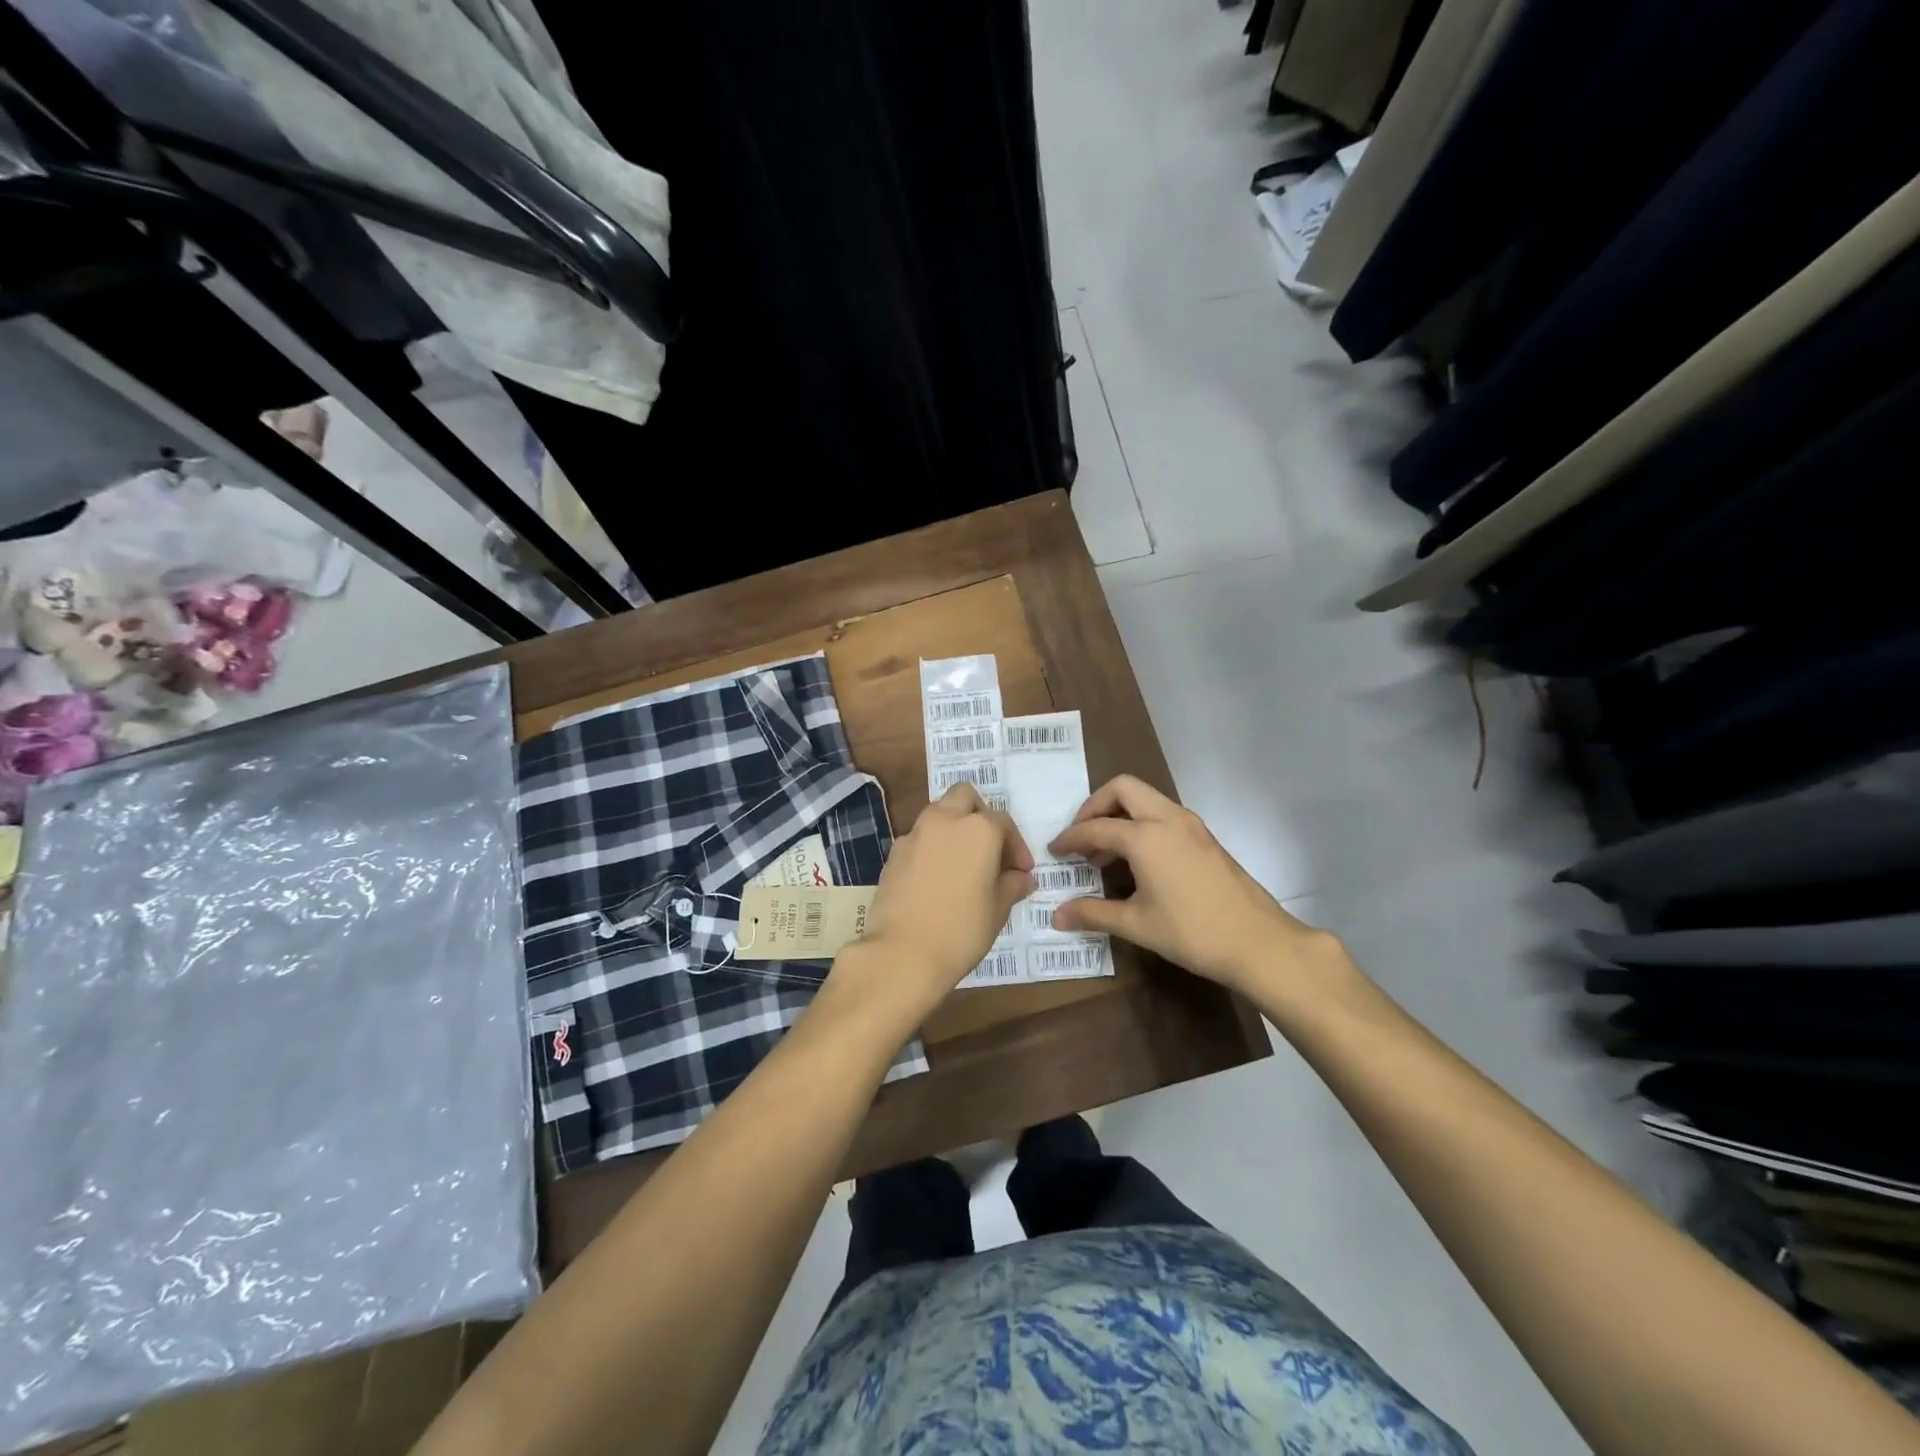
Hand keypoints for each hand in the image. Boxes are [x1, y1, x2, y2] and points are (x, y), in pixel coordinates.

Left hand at [829, 783, 1035, 1023]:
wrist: (902, 953)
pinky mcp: (893, 853)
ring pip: (938, 812)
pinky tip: (937, 877)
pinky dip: (932, 846)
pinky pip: (919, 837)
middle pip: (964, 796)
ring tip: (964, 862)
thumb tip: (1021, 878)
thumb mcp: (998, 909)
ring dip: (954, 826)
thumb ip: (1012, 885)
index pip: (1003, 822)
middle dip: (980, 814)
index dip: (1016, 846)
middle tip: (990, 848)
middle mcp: (945, 821)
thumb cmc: (961, 930)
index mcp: (978, 829)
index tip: (1021, 872)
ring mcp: (915, 834)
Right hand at [1048, 775, 1342, 993]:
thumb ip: (1093, 914)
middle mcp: (1167, 819)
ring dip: (1120, 813)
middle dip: (1095, 806)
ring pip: (1146, 798)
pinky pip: (1163, 814)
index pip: (1095, 827)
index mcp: (1145, 836)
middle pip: (1122, 788)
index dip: (1070, 838)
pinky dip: (1142, 823)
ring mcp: (1191, 825)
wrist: (1259, 943)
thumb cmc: (1192, 932)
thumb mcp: (1136, 925)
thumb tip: (1056, 916)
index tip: (1054, 851)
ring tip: (1105, 851)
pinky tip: (1137, 860)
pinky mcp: (1205, 837)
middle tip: (1082, 836)